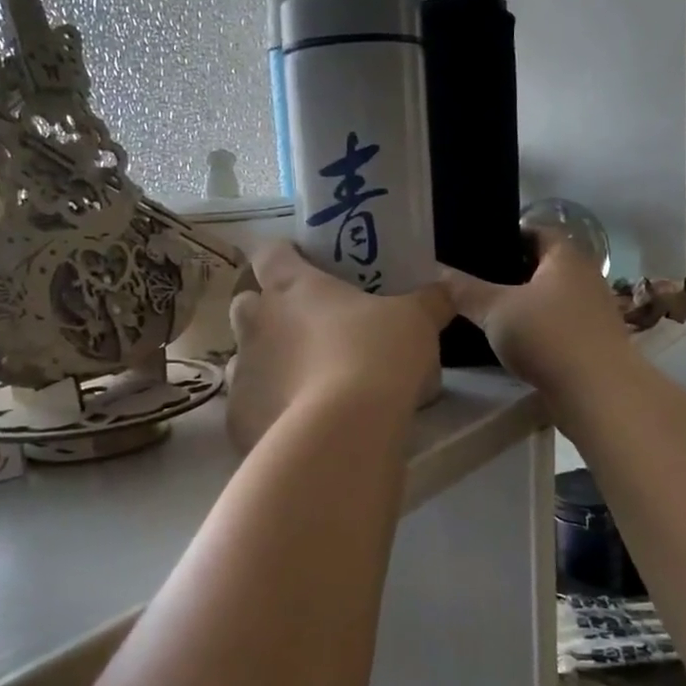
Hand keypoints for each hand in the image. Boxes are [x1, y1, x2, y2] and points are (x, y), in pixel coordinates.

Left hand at [224, 243, 452, 451]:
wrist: (343, 432)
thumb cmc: (377, 356)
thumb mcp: (416, 321)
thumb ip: (429, 301)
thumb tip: (446, 290)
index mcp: (291, 287)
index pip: (270, 253)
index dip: (283, 255)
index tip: (303, 264)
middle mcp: (257, 324)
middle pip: (245, 304)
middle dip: (265, 313)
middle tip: (304, 329)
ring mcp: (242, 372)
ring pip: (243, 358)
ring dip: (265, 364)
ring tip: (302, 382)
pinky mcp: (238, 417)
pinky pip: (248, 407)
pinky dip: (267, 411)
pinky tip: (295, 425)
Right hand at [440, 235, 631, 402]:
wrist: (599, 394)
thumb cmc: (547, 337)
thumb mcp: (495, 310)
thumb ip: (464, 290)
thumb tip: (437, 272)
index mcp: (565, 257)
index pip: (536, 231)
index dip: (507, 235)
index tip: (477, 247)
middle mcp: (585, 277)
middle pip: (543, 265)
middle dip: (511, 271)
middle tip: (474, 280)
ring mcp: (593, 311)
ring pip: (550, 297)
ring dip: (524, 302)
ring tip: (488, 311)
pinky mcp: (593, 341)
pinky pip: (558, 324)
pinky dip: (537, 327)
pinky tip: (513, 340)